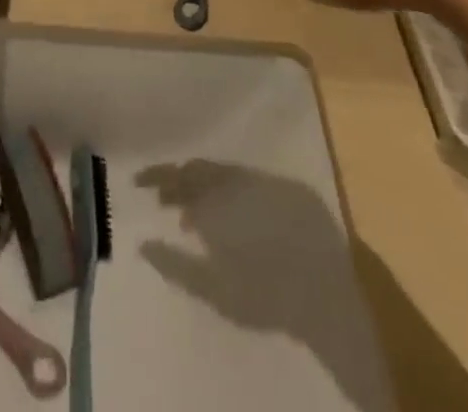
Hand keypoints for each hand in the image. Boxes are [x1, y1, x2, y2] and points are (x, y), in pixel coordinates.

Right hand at [136, 161, 356, 388]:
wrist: (329, 295)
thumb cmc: (264, 294)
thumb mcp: (213, 289)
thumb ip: (174, 264)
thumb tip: (142, 243)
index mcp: (215, 197)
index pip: (177, 176)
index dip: (156, 176)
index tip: (137, 182)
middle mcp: (237, 180)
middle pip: (199, 171)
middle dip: (178, 182)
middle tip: (163, 200)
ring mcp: (266, 182)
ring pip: (224, 175)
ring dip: (204, 188)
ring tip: (193, 214)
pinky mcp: (292, 190)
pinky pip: (249, 182)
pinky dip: (232, 192)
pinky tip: (232, 215)